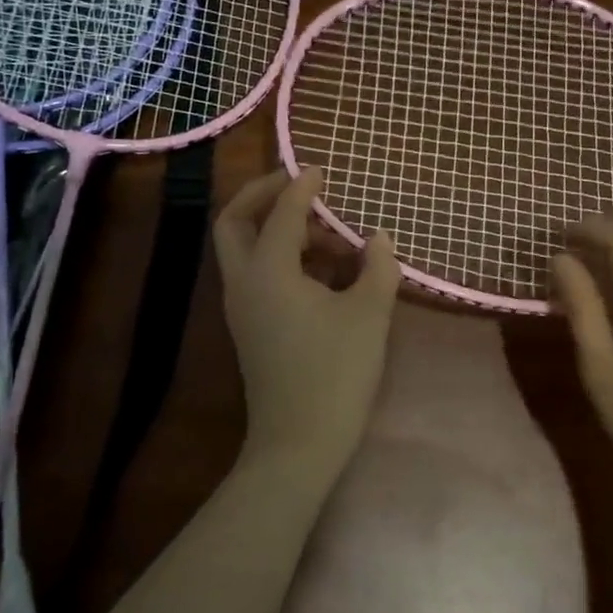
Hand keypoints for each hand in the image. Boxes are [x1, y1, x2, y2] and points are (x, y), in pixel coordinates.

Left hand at [214, 168, 400, 480]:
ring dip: (278, 230)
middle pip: (234, 222)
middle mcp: (244, 283)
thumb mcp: (369, 314)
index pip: (283, 214)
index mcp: (269, 272)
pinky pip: (257, 275)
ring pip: (244, 250)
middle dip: (261, 195)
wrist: (299, 442)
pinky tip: (324, 273)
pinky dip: (281, 258)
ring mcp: (242, 308)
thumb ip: (377, 267)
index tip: (320, 170)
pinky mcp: (250, 328)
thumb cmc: (336, 372)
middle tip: (297, 185)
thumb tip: (378, 238)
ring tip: (330, 238)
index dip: (302, 188)